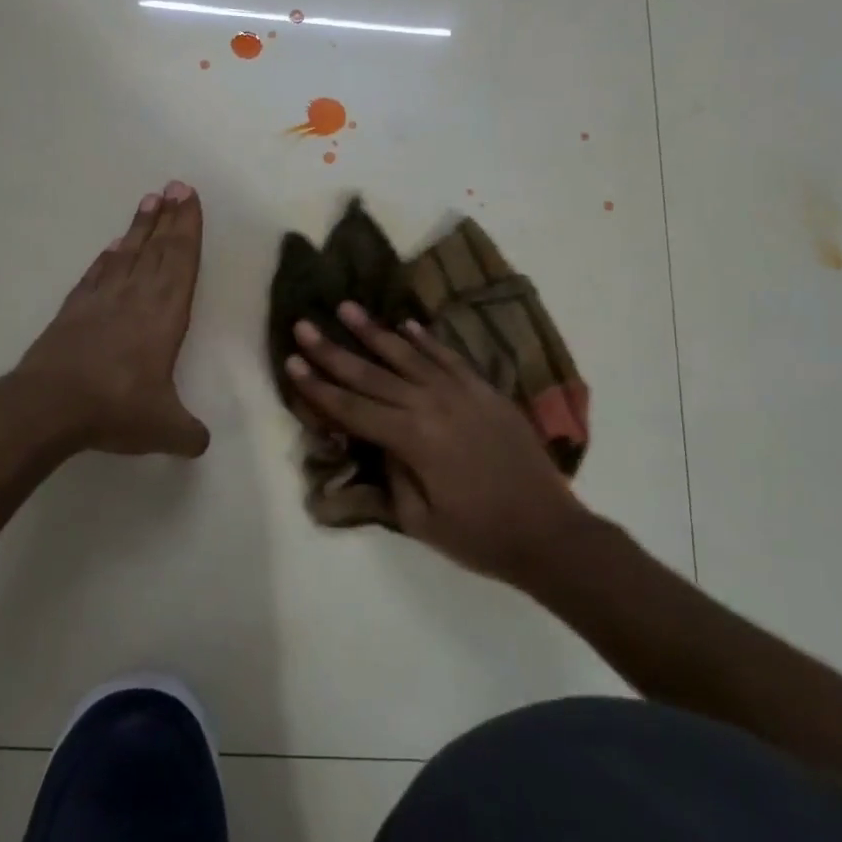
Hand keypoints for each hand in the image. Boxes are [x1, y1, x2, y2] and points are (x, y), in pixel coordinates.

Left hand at [12, 182, 210, 457]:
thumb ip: (188, 433)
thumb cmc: (115, 408)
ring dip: (140, 227)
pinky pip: (97, 274)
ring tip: (150, 200)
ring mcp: (101, 299)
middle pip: (157, 248)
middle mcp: (136, 297)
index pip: (181, 261)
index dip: (188, 228)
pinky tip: (112, 246)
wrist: (49, 405)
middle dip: (170, 216)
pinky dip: (108, 257)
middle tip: (176, 185)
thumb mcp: (164, 428)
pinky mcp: (74, 310)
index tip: (189, 198)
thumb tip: (201, 444)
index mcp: (164, 315)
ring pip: (127, 253)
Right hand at [285, 302, 593, 585]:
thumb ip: (391, 473)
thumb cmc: (479, 535)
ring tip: (346, 307)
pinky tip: (405, 324)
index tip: (291, 361)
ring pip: (408, 354)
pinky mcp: (485, 390)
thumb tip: (377, 441)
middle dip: (333, 350)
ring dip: (374, 331)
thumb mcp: (420, 519)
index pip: (351, 408)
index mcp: (411, 439)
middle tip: (304, 324)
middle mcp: (431, 405)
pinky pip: (448, 357)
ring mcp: (461, 392)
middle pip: (371, 374)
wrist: (549, 531)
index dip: (317, 387)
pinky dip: (425, 339)